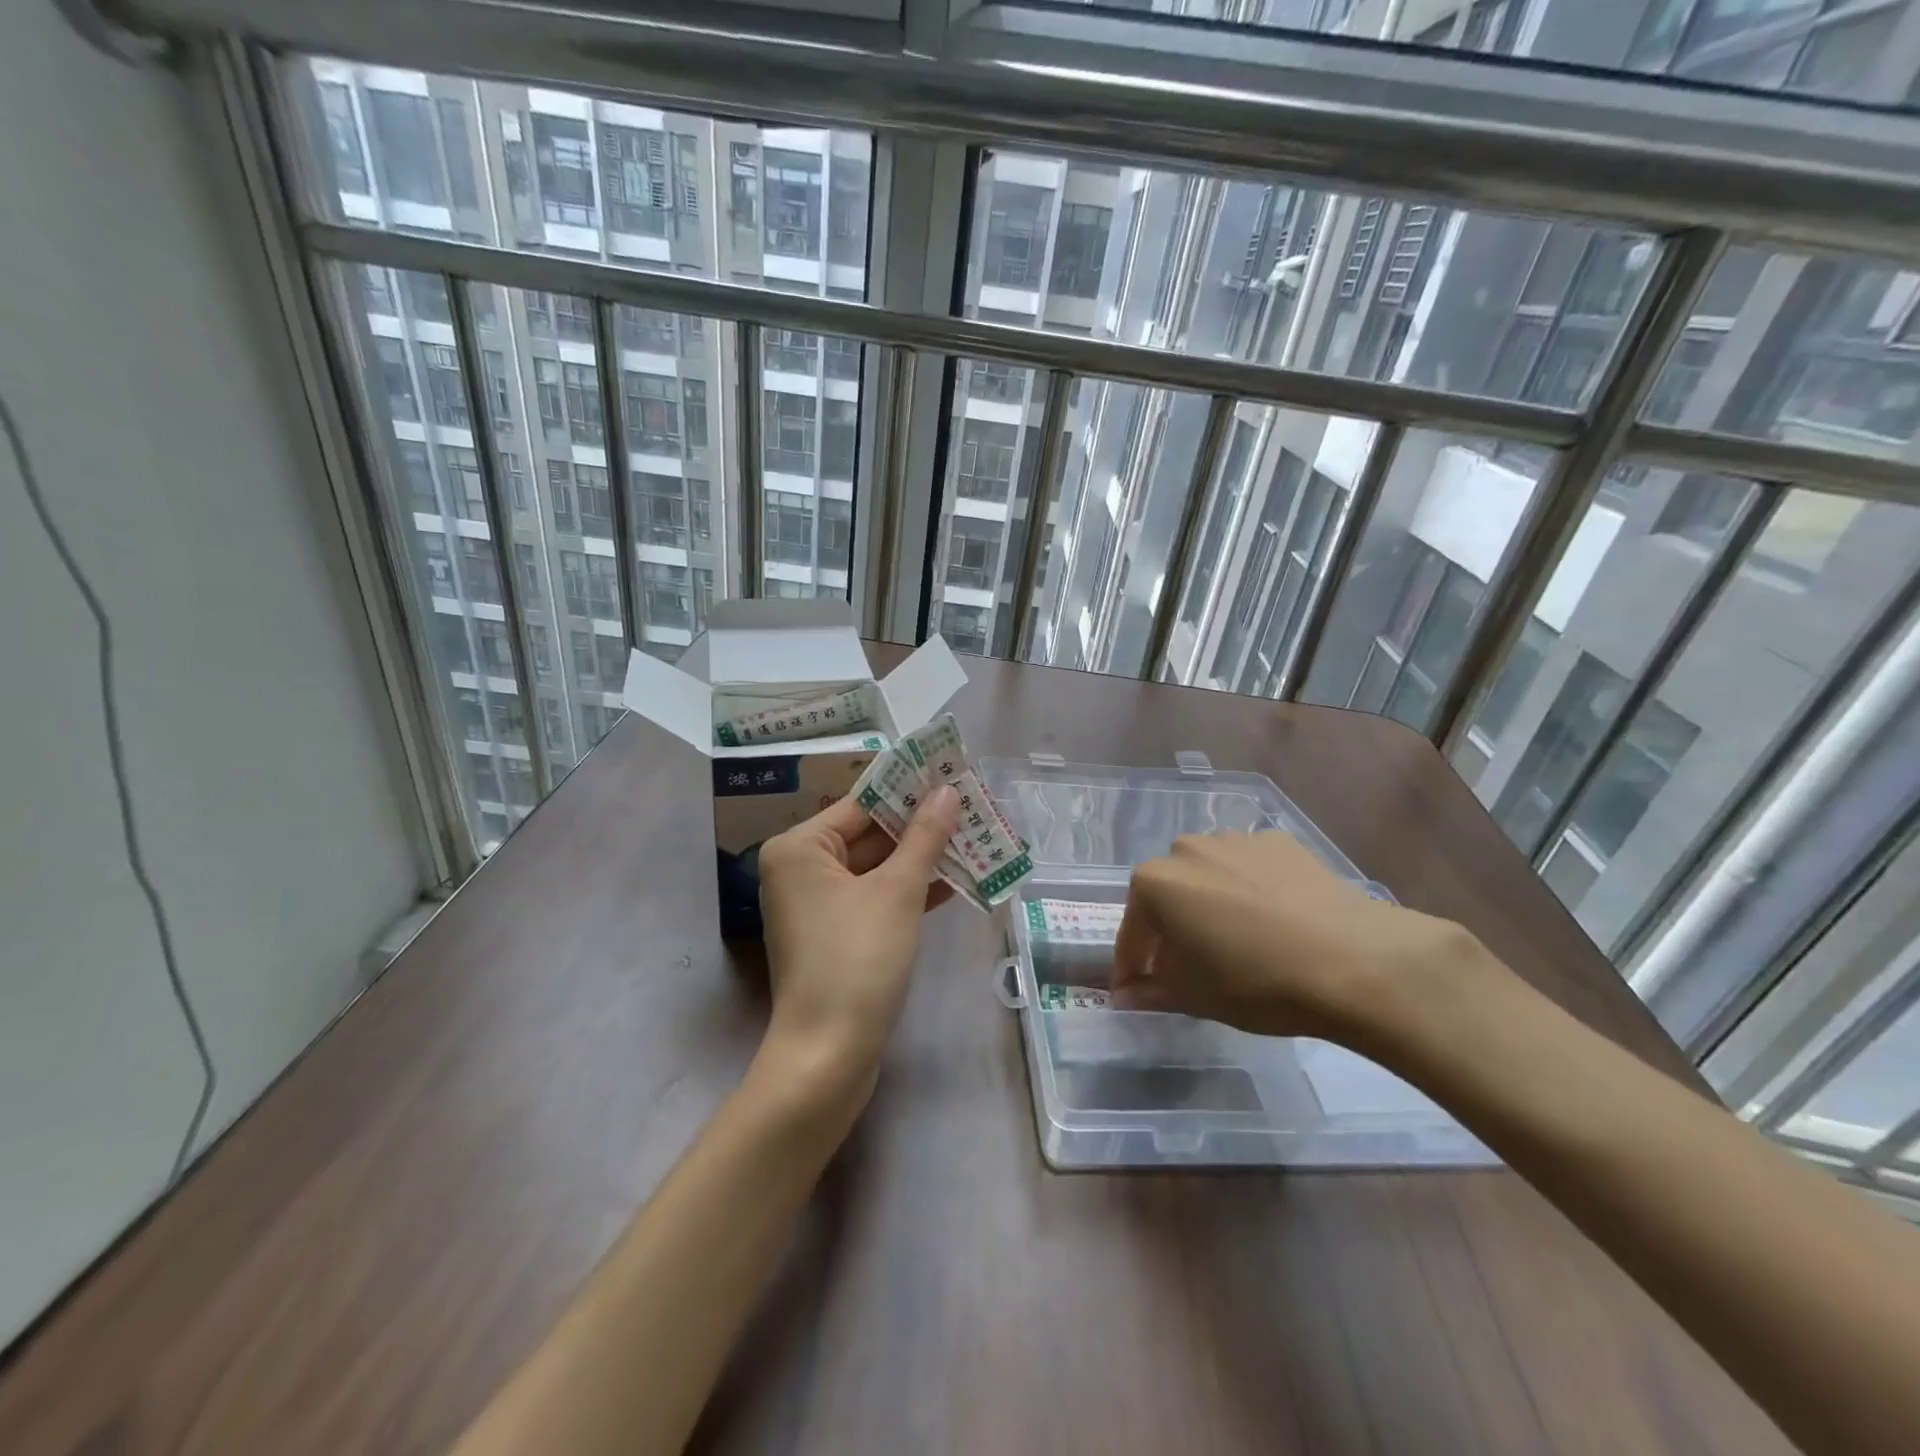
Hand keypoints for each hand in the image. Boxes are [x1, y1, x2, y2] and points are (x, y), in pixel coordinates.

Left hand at [755, 786, 960, 1101]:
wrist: (829, 1056)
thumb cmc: (857, 960)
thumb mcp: (897, 892)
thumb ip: (924, 837)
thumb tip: (947, 791)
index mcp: (800, 848)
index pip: (861, 803)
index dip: (908, 788)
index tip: (949, 773)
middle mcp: (801, 869)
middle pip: (869, 834)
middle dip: (921, 825)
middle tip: (970, 804)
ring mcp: (817, 905)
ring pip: (877, 868)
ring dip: (922, 858)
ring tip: (974, 835)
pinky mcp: (836, 935)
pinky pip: (875, 897)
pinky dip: (910, 890)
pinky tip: (957, 878)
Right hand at [1112, 832, 1494, 1052]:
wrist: (1354, 961)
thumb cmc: (1257, 981)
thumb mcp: (1195, 996)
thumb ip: (1151, 991)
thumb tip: (1125, 996)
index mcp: (1155, 883)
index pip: (1132, 929)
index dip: (1131, 964)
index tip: (1133, 990)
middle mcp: (1187, 849)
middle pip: (1168, 895)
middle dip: (1171, 929)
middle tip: (1188, 967)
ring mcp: (1235, 840)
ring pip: (1209, 876)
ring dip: (1210, 904)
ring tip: (1236, 942)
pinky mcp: (1279, 841)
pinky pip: (1249, 868)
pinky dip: (1250, 890)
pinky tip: (1273, 921)